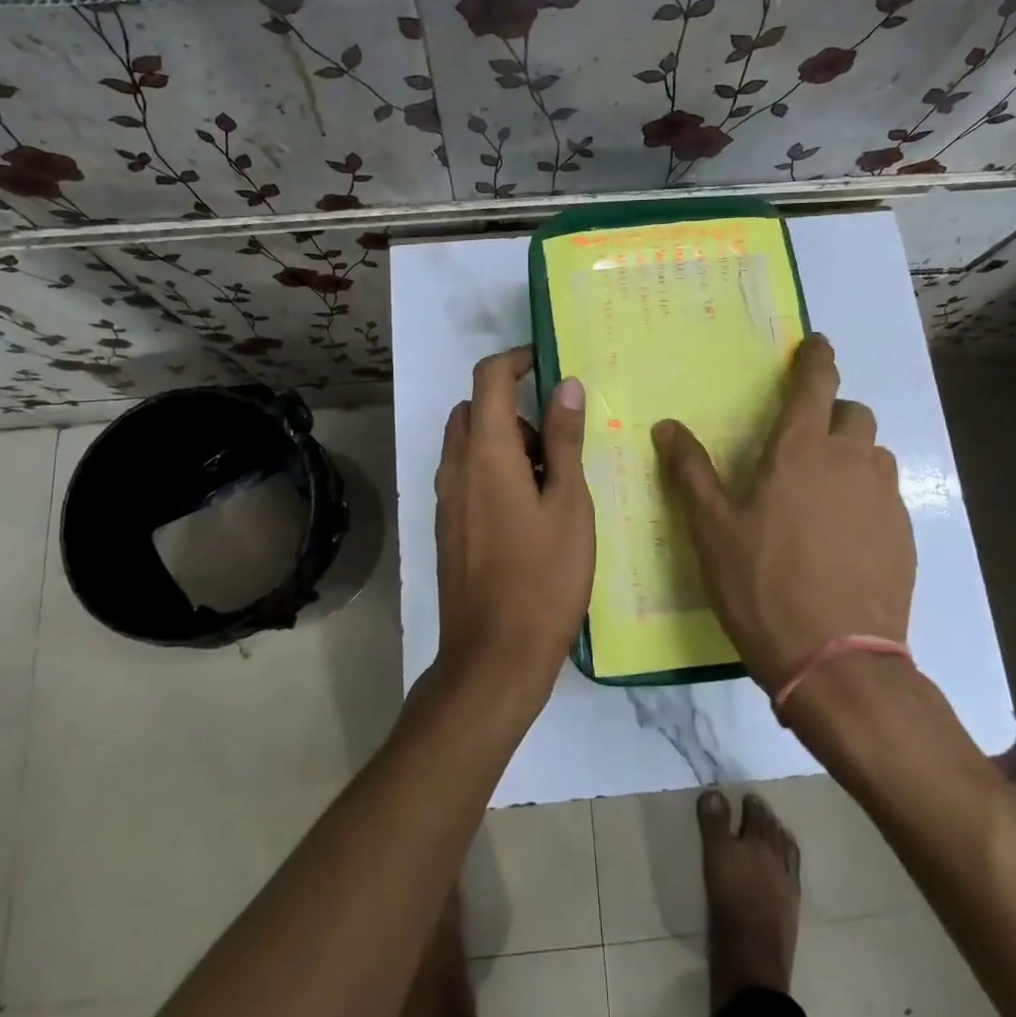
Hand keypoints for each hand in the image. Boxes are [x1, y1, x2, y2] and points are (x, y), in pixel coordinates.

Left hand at [432, 347, 594, 703]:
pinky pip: (465, 474)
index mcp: (487, 452)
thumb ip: (563, 440)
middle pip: (474, 409)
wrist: (494, 656)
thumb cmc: (544, 577)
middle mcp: (456, 466)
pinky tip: (526, 511)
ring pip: (467, 443)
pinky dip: (491, 469)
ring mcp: (446, 498)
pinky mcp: (446, 525)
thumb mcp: (569, 504)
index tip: (547, 365)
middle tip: (555, 442)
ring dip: (502, 440)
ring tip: (547, 482)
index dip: (516, 360)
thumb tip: (566, 385)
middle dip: (512, 407)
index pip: (489, 379)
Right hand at [652, 334, 914, 692]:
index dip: (817, 357)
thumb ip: (691, 471)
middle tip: (803, 441)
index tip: (817, 343)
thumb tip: (666, 426)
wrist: (837, 661)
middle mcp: (850, 462)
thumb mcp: (712, 529)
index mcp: (800, 451)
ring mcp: (884, 498)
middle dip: (831, 414)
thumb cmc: (762, 584)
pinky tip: (843, 536)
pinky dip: (866, 497)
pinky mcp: (904, 535)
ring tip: (823, 492)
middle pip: (853, 414)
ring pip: (874, 455)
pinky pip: (886, 496)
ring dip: (852, 457)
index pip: (816, 383)